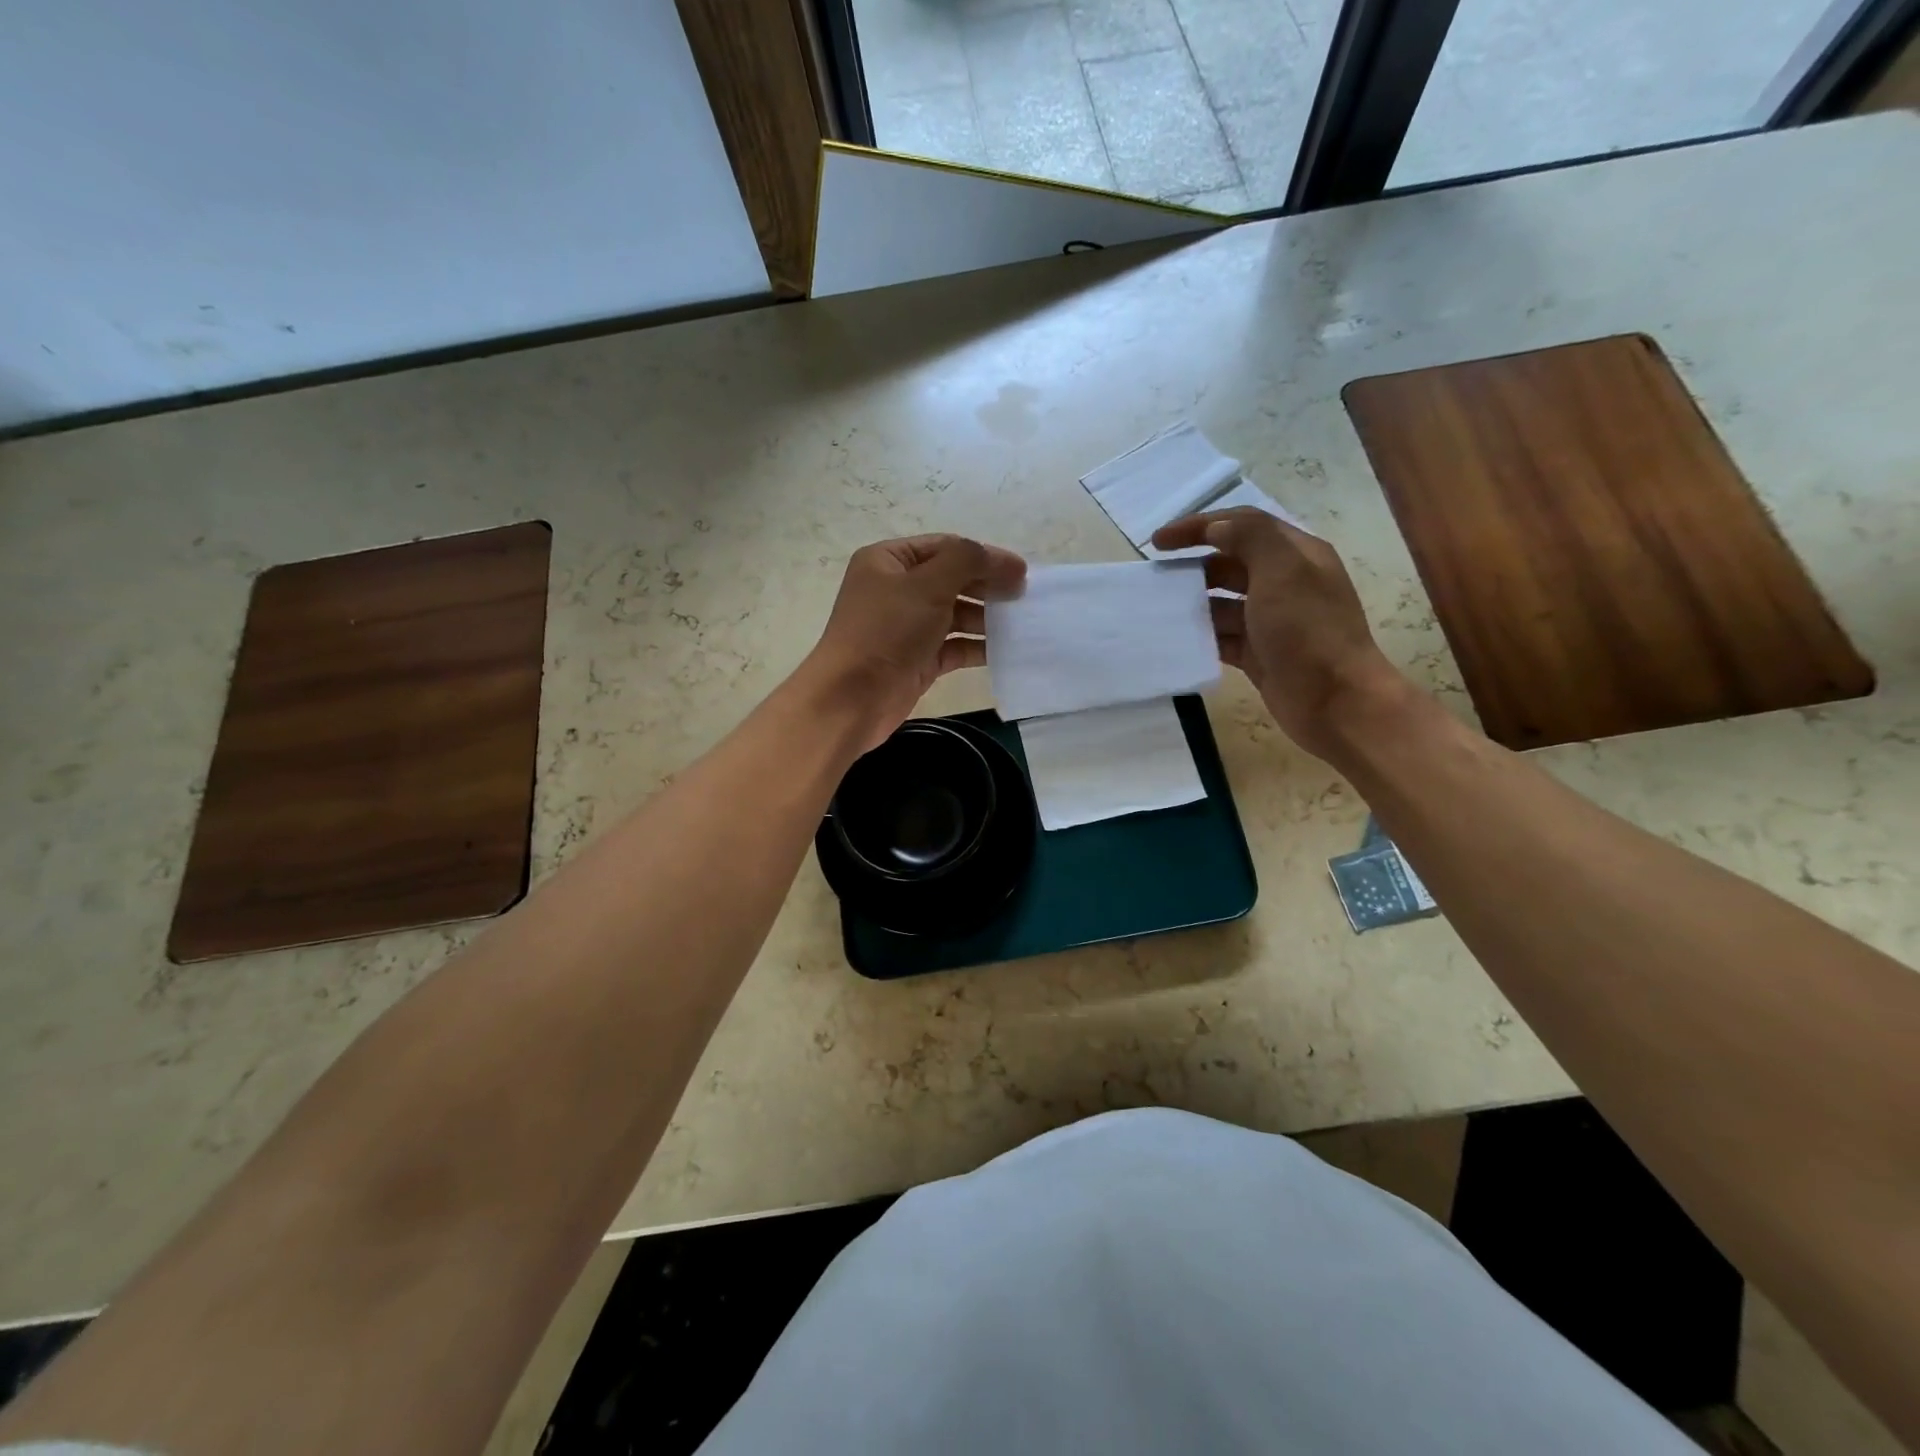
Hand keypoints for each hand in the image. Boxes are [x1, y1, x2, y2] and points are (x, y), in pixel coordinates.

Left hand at [803, 534, 1026, 752]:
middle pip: (952, 580)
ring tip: (1021, 624)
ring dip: (987, 618)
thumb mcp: (928, 584)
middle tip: (1024, 598)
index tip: (1021, 572)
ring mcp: (906, 627)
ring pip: (955, 614)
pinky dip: (977, 646)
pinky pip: (954, 646)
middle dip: (988, 587)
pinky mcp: (917, 659)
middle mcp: (896, 590)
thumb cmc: (887, 631)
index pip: (946, 547)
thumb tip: (1007, 562)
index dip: (984, 556)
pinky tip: (1005, 650)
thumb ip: (969, 561)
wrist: (852, 698)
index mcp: (888, 561)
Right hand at [1152, 508, 1408, 760]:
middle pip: (1229, 563)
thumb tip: (1216, 529)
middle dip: (1193, 565)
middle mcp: (1285, 583)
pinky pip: (1222, 637)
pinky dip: (1200, 636)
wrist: (1336, 702)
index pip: (1242, 525)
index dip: (1199, 526)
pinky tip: (1176, 640)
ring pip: (1222, 602)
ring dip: (1193, 603)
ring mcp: (1272, 621)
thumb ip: (1250, 539)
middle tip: (1156, 578)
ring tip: (1160, 610)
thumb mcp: (1283, 571)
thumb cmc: (1309, 631)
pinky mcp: (1259, 654)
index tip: (1159, 541)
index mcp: (1296, 555)